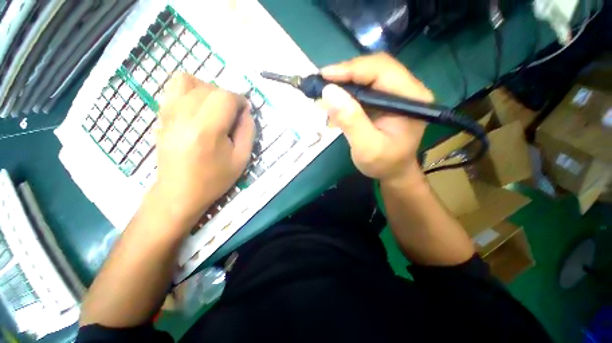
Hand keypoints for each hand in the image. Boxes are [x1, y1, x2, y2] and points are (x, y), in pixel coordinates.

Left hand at [151, 74, 254, 225]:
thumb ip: (248, 131)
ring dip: (208, 90)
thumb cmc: (214, 179)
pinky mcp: (162, 115)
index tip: (244, 113)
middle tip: (232, 116)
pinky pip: (173, 87)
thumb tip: (246, 112)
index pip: (225, 97)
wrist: (179, 192)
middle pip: (210, 88)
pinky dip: (190, 89)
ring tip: (214, 108)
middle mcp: (184, 115)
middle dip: (227, 97)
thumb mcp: (241, 158)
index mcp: (207, 129)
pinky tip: (198, 106)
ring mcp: (169, 113)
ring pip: (189, 81)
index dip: (240, 101)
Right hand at [318, 53, 432, 182]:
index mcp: (411, 98)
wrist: (393, 172)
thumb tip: (329, 92)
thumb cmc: (383, 163)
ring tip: (325, 92)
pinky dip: (346, 92)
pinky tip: (335, 101)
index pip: (382, 69)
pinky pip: (364, 88)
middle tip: (321, 83)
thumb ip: (351, 121)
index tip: (324, 77)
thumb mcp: (366, 147)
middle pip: (374, 68)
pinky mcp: (385, 100)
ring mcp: (396, 93)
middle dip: (345, 74)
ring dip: (344, 82)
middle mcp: (407, 89)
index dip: (351, 69)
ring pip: (367, 76)